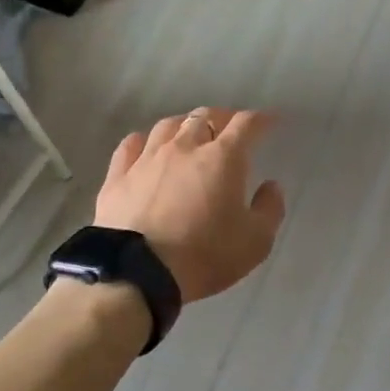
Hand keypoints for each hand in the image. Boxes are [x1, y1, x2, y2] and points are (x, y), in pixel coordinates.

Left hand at [95, 108, 285, 302]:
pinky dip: (144, 140)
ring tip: (190, 133)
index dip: (260, 119)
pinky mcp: (118, 175)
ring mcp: (147, 158)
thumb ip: (269, 209)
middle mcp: (185, 147)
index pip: (245, 124)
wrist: (138, 272)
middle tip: (229, 129)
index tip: (269, 121)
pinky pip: (131, 145)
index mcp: (223, 158)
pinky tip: (145, 146)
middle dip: (222, 118)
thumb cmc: (205, 255)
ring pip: (167, 126)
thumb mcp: (256, 241)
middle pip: (204, 117)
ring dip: (184, 125)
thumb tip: (271, 186)